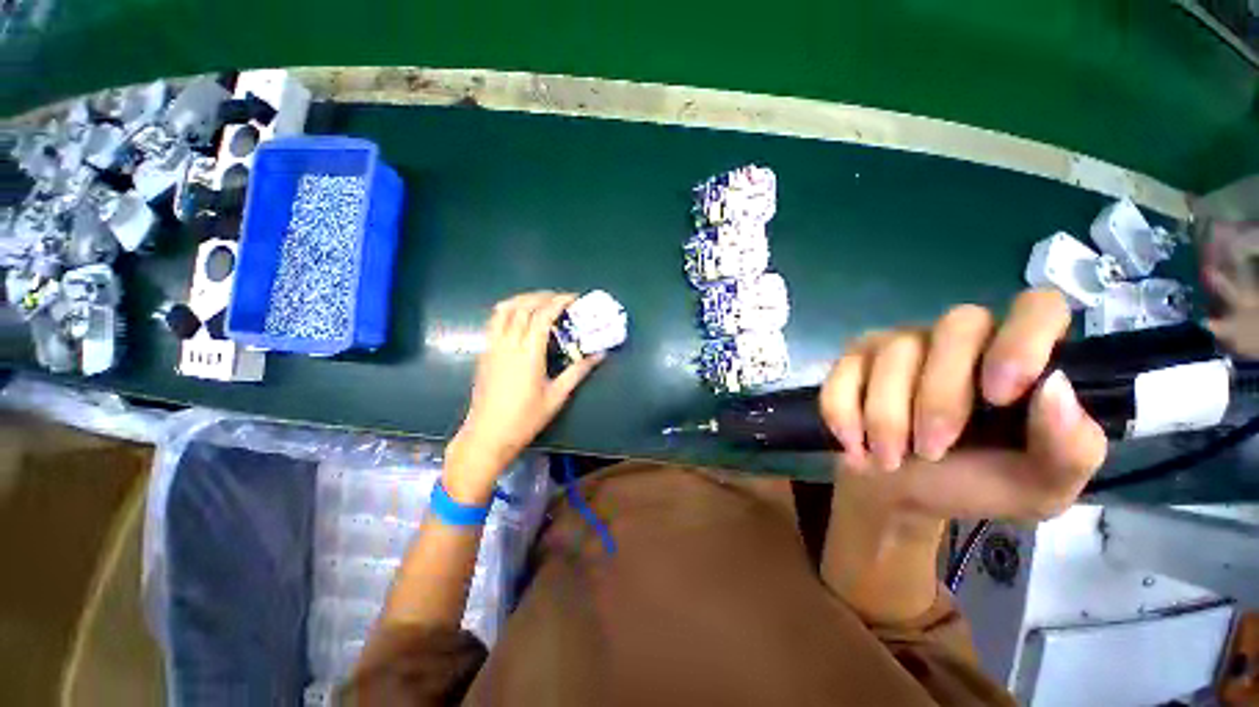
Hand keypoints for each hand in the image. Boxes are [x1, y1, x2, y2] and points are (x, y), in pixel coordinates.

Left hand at [444, 291, 602, 502]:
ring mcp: (492, 346)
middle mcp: (508, 344)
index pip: (542, 316)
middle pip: (522, 307)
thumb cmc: (525, 418)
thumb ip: (578, 371)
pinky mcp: (484, 352)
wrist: (488, 434)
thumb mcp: (557, 396)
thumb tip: (599, 355)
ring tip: (539, 301)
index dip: (558, 302)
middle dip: (542, 296)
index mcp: (528, 353)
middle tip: (560, 298)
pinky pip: (494, 321)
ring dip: (522, 299)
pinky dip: (509, 310)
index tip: (573, 297)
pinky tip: (520, 318)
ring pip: (503, 310)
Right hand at [819, 289, 1107, 520]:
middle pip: (957, 326)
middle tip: (930, 450)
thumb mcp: (1038, 487)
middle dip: (939, 396)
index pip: (1037, 307)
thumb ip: (1070, 448)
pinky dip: (845, 412)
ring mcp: (900, 343)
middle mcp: (960, 339)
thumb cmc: (971, 484)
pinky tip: (855, 445)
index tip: (1000, 397)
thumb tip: (1054, 387)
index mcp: (1017, 359)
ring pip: (894, 351)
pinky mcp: (853, 358)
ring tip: (889, 459)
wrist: (896, 492)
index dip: (1022, 340)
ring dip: (887, 417)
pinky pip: (845, 371)